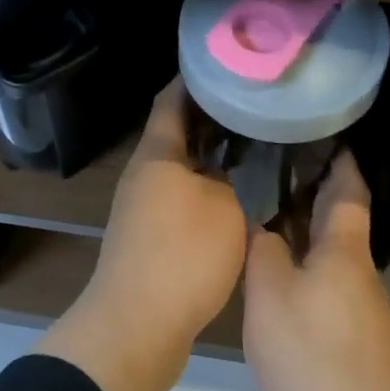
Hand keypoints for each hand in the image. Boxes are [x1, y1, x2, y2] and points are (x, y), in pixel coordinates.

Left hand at [35, 78, 245, 390]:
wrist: (137, 325)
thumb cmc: (183, 256)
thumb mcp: (225, 207)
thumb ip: (230, 178)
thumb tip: (229, 166)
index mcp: (157, 155)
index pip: (172, 100)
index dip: (195, 79)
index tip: (227, 65)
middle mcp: (143, 173)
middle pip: (175, 132)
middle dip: (210, 117)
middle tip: (252, 105)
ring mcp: (142, 206)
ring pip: (179, 167)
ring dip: (209, 155)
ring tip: (250, 145)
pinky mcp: (148, 236)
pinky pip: (179, 197)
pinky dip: (204, 187)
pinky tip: (234, 194)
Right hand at [242, 153, 389, 390]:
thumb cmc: (314, 357)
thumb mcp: (271, 295)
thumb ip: (264, 252)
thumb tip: (265, 230)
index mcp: (343, 252)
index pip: (348, 191)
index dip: (340, 161)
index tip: (326, 136)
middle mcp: (357, 275)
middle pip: (338, 224)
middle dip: (312, 196)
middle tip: (271, 170)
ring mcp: (358, 314)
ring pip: (328, 260)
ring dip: (303, 237)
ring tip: (263, 220)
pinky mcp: (350, 347)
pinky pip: (322, 292)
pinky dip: (301, 275)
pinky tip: (272, 286)